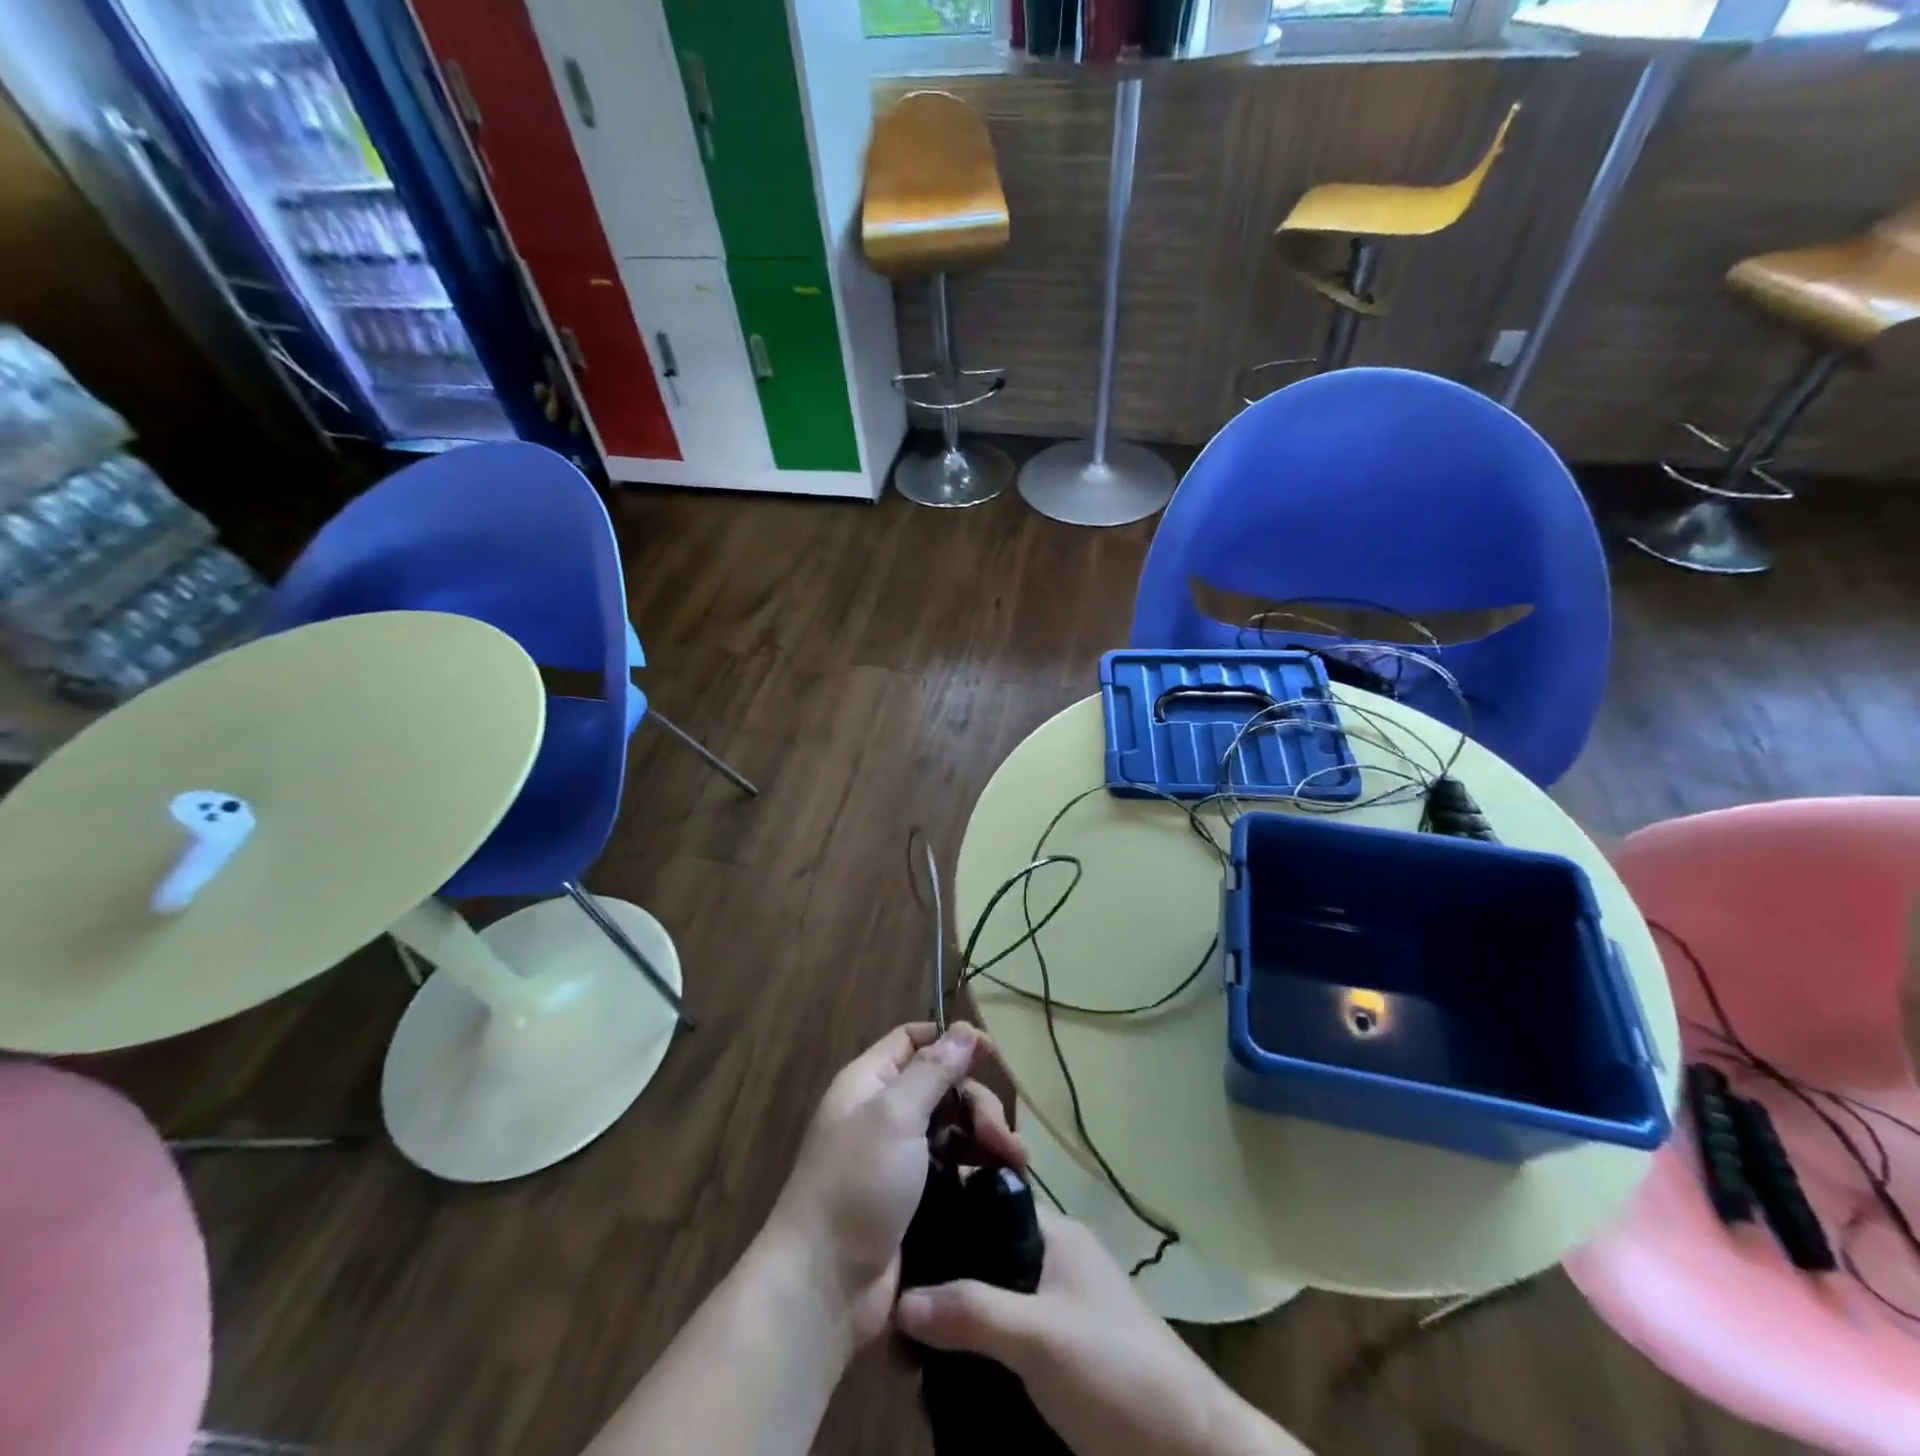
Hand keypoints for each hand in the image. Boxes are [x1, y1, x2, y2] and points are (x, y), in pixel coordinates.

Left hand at [763, 1022, 1022, 1346]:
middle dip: (977, 1101)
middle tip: (999, 1134)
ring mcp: (900, 1160)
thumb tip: (962, 1029)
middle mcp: (884, 1114)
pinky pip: (954, 1168)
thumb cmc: (857, 1185)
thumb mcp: (895, 1116)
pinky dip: (979, 1168)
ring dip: (987, 1136)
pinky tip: (1003, 1180)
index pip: (911, 1040)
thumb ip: (933, 1070)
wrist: (825, 1288)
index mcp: (869, 1083)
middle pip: (941, 1086)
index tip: (990, 1053)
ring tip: (1015, 1161)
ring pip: (953, 1128)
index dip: (949, 1040)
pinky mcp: (916, 1200)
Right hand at [896, 1208, 1303, 1455]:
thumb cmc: (1116, 1372)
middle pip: (987, 1256)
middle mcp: (1056, 1260)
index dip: (946, 1217)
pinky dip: (980, 1350)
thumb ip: (972, 1313)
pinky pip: (1008, 1338)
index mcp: (1055, 1234)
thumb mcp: (1038, 1339)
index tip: (897, 1240)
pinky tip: (946, 1372)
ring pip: (995, 1301)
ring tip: (908, 1344)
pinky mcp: (1065, 1354)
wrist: (1193, 1449)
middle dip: (945, 1280)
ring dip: (960, 1321)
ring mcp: (1062, 1308)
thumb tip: (898, 1299)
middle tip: (895, 1304)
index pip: (988, 1204)